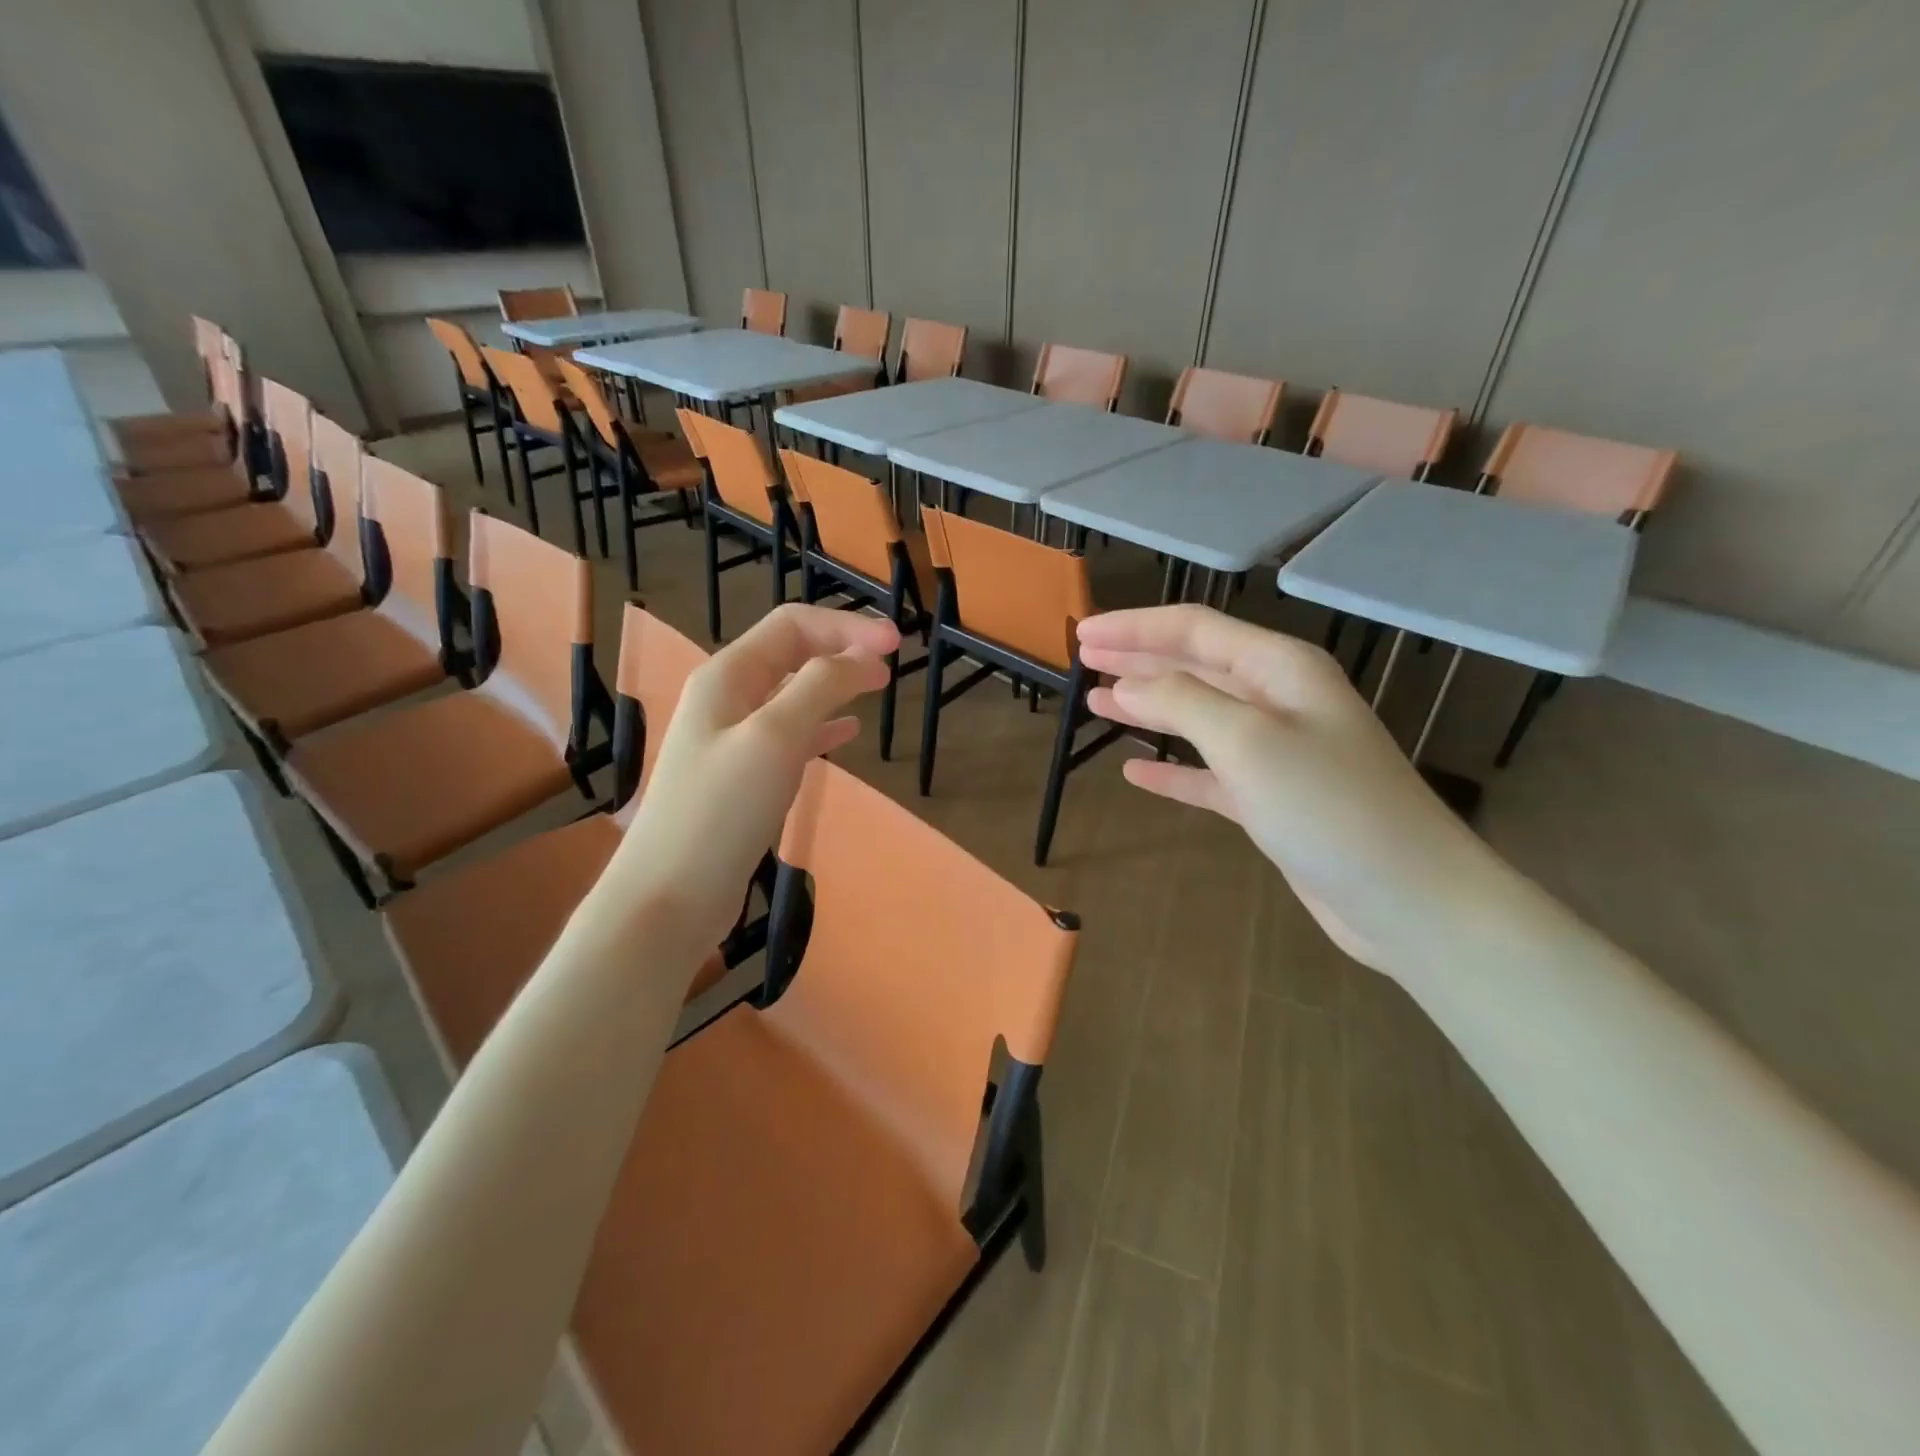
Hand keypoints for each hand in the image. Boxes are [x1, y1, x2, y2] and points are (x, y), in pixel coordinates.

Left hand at [595, 604, 899, 956]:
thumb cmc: (722, 810)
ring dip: (835, 683)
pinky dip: (822, 725)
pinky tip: (847, 733)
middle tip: (892, 664)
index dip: (847, 626)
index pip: (793, 625)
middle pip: (791, 652)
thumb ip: (821, 686)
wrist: (671, 895)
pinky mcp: (743, 777)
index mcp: (727, 675)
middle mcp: (726, 698)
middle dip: (841, 648)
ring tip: (877, 687)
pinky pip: (790, 735)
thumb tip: (866, 656)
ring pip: (793, 693)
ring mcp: (732, 739)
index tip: (898, 645)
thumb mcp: (775, 736)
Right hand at [1078, 605, 1512, 977]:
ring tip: (1096, 704)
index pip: (1194, 629)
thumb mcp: (1248, 741)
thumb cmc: (1329, 806)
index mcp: (1280, 668)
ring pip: (1198, 716)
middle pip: (1195, 666)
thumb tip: (1126, 685)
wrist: (1407, 898)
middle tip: (1083, 660)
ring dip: (1148, 708)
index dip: (1134, 627)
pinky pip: (1209, 772)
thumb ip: (1182, 703)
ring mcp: (1277, 751)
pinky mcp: (1272, 799)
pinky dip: (1173, 768)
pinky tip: (1136, 771)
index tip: (1082, 633)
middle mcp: (1279, 699)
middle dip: (1138, 659)